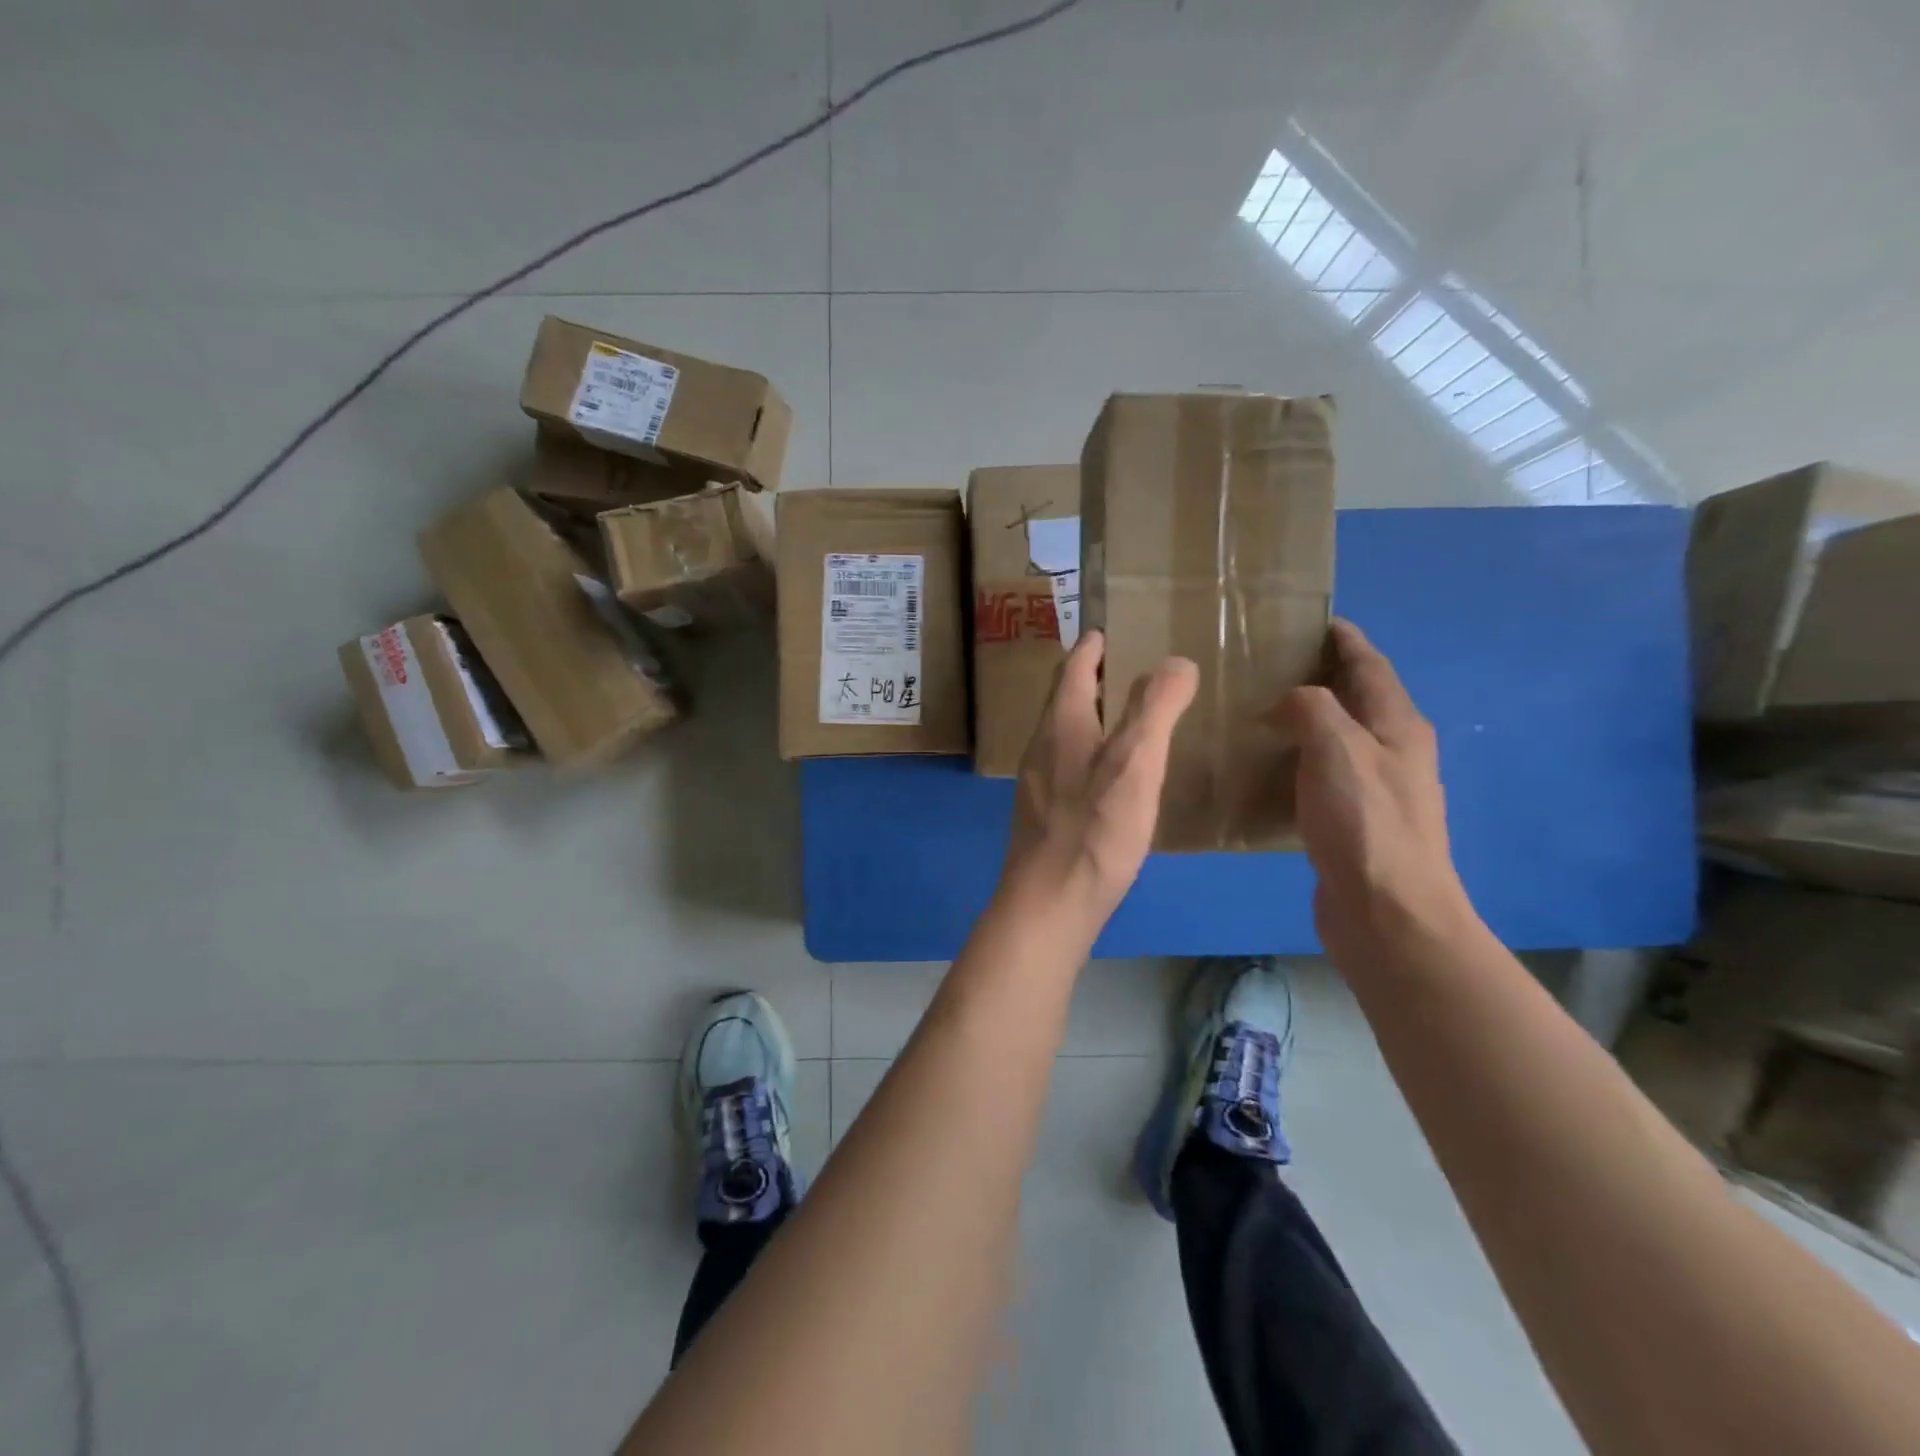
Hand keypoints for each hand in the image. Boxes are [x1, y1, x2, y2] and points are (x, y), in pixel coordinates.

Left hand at [1002, 630, 1198, 924]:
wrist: (1048, 904)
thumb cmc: (1094, 829)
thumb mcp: (1136, 761)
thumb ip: (1155, 707)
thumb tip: (1176, 661)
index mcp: (1060, 724)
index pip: (1072, 668)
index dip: (1092, 647)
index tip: (1108, 631)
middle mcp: (1041, 746)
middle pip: (1064, 699)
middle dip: (1090, 679)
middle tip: (1127, 669)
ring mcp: (1037, 782)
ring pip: (1063, 734)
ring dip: (1090, 716)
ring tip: (1126, 718)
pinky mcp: (1043, 814)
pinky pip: (1067, 765)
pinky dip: (1089, 751)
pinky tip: (1112, 776)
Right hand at [1275, 620, 1476, 963]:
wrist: (1387, 913)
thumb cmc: (1366, 823)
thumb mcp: (1337, 748)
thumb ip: (1312, 708)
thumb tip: (1288, 702)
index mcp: (1398, 725)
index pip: (1370, 664)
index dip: (1343, 639)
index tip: (1308, 620)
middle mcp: (1393, 751)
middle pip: (1355, 698)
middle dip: (1318, 676)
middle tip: (1265, 665)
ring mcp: (1375, 789)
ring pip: (1336, 738)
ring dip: (1304, 720)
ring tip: (1255, 711)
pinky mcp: (1352, 822)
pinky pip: (1321, 774)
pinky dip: (1296, 760)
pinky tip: (1263, 768)